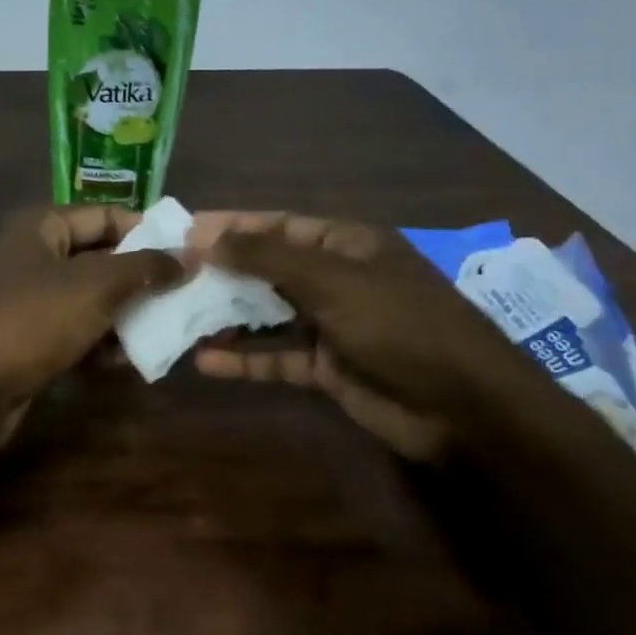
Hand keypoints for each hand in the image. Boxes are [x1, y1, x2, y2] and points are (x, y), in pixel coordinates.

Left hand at [0, 205, 183, 410]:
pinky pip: (72, 329)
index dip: (147, 230)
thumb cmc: (33, 321)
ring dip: (124, 313)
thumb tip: (188, 256)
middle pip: (98, 257)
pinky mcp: (25, 337)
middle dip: (139, 277)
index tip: (187, 253)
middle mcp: (30, 255)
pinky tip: (126, 359)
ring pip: (87, 297)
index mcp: (40, 226)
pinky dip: (98, 340)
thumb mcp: (95, 286)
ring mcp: (25, 298)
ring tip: (165, 328)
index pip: (105, 215)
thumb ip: (144, 267)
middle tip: (183, 293)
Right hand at [190, 212, 538, 461]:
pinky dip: (244, 359)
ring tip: (178, 316)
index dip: (232, 226)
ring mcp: (331, 325)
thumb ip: (268, 257)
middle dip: (222, 271)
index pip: (278, 225)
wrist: (464, 409)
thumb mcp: (333, 282)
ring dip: (227, 316)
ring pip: (267, 314)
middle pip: (268, 268)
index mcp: (346, 245)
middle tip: (171, 275)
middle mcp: (336, 279)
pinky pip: (276, 357)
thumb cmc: (401, 326)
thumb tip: (206, 236)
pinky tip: (205, 361)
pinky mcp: (326, 367)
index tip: (183, 231)